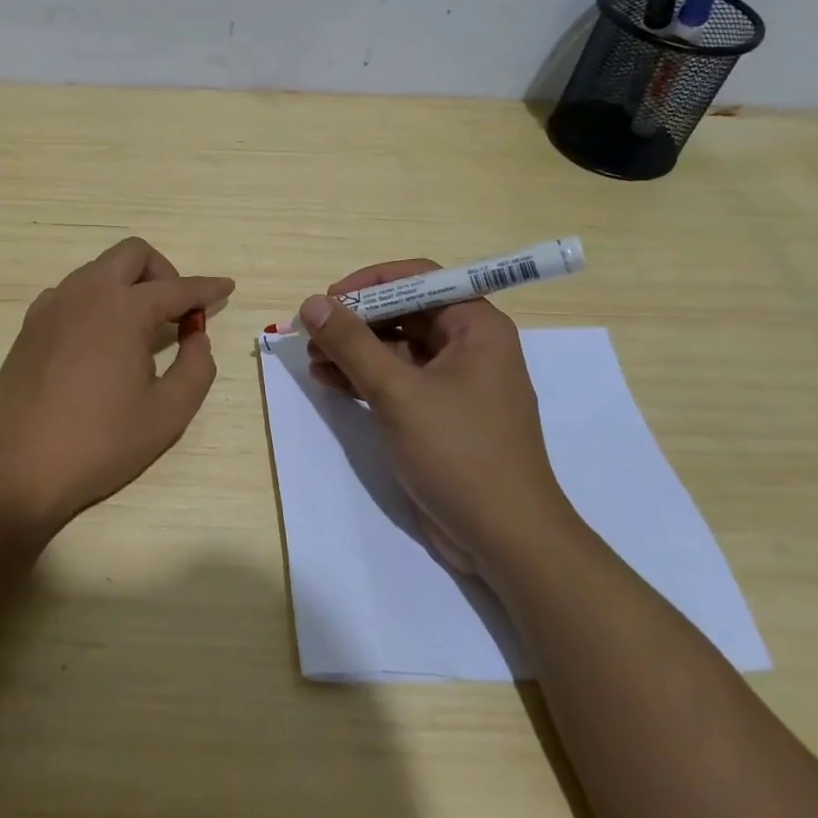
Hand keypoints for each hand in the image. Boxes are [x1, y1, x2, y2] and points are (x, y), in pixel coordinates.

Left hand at [0, 237, 233, 537]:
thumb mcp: (167, 413)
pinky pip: (72, 293)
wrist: (15, 469)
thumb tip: (196, 337)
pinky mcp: (29, 326)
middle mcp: (85, 293)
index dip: (206, 288)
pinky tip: (100, 342)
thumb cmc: (99, 442)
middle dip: (163, 272)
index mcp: (122, 308)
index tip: (226, 287)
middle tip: (177, 311)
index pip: (176, 288)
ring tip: (141, 331)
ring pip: (99, 270)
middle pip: (132, 254)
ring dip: (128, 285)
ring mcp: (51, 306)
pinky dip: (97, 302)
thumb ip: (196, 367)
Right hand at [299, 260, 572, 582]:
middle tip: (312, 333)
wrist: (505, 539)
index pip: (418, 279)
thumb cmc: (459, 452)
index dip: (369, 284)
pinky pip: (398, 380)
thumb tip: (312, 303)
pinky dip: (364, 378)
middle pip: (404, 312)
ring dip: (354, 350)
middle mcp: (469, 346)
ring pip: (396, 347)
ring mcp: (455, 382)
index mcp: (476, 326)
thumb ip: (352, 344)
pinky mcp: (440, 414)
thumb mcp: (398, 392)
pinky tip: (328, 381)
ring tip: (312, 359)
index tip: (328, 301)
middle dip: (356, 321)